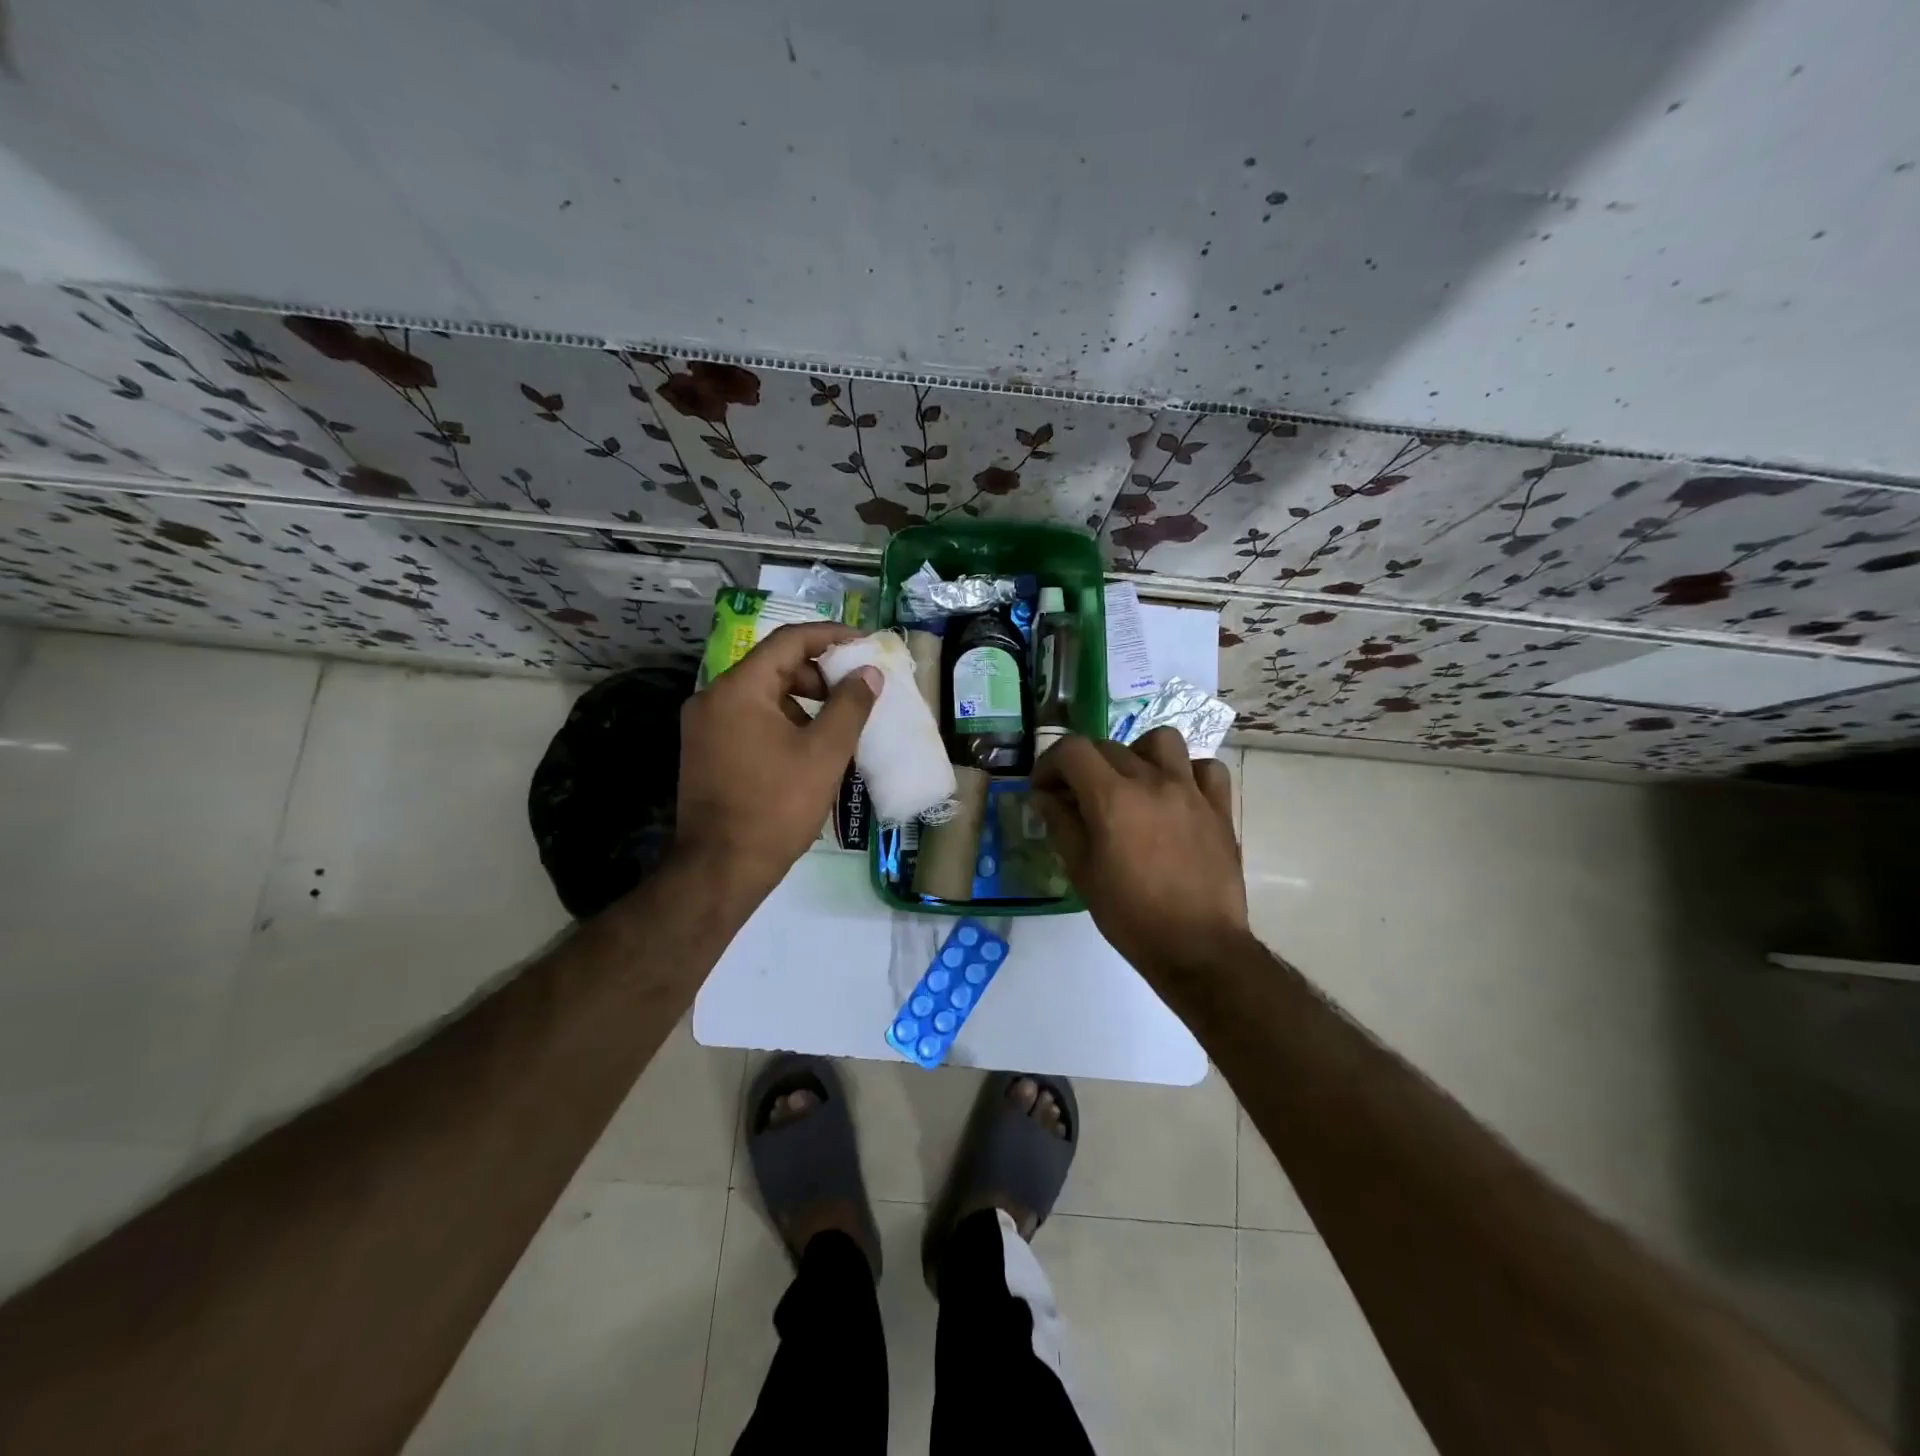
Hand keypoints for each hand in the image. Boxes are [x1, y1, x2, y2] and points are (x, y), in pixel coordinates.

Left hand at [675, 622, 880, 901]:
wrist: (721, 867)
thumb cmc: (777, 806)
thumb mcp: (825, 753)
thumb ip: (851, 705)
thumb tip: (869, 672)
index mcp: (739, 688)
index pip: (789, 641)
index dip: (831, 636)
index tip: (864, 644)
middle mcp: (713, 697)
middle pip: (774, 666)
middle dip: (819, 674)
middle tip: (855, 692)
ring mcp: (705, 725)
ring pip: (762, 694)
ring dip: (802, 700)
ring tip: (838, 724)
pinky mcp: (706, 750)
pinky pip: (750, 718)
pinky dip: (782, 721)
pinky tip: (808, 748)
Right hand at [1031, 728, 1247, 977]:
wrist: (1198, 947)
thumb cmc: (1131, 915)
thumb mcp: (1082, 872)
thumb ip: (1061, 824)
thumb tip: (1045, 796)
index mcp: (1113, 797)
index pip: (1072, 750)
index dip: (1049, 763)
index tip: (1044, 789)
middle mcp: (1152, 781)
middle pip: (1109, 747)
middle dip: (1083, 766)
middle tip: (1076, 797)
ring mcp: (1190, 790)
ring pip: (1161, 741)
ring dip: (1137, 754)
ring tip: (1130, 783)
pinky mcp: (1219, 807)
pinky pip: (1204, 768)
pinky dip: (1186, 772)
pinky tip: (1175, 795)